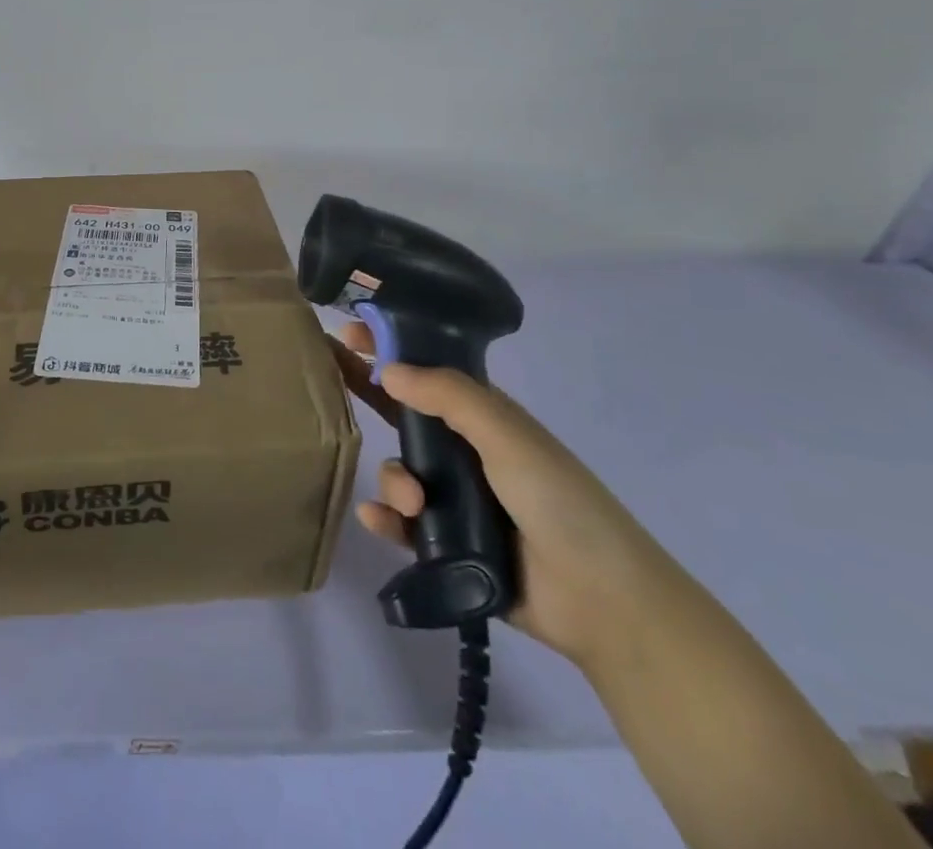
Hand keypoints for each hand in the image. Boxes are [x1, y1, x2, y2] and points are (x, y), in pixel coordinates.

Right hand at [333, 325, 680, 674]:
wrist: (603, 602)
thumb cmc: (559, 501)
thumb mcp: (507, 434)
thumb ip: (448, 395)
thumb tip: (388, 369)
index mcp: (481, 417)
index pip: (425, 371)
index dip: (388, 348)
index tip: (348, 331)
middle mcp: (463, 452)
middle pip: (401, 415)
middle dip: (368, 396)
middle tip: (329, 381)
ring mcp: (454, 499)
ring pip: (398, 471)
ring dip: (394, 481)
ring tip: (413, 504)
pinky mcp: (445, 544)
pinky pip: (399, 523)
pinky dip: (385, 518)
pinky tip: (379, 519)